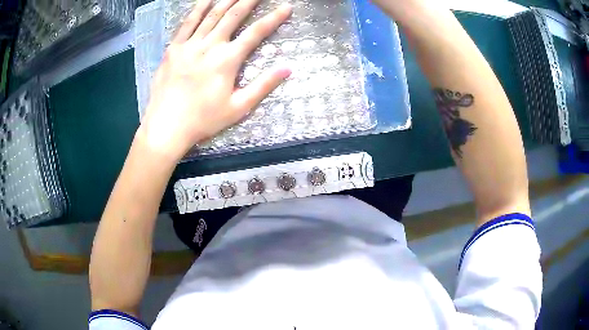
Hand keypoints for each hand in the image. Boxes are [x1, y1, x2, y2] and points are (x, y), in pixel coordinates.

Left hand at [137, 0, 291, 162]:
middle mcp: (209, 46)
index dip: (273, 18)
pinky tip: (205, 0)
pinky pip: (187, 23)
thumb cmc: (203, 120)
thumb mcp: (238, 108)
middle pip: (233, 16)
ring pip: (211, 15)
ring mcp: (189, 45)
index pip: (256, 33)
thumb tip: (288, 69)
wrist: (166, 127)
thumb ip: (263, 86)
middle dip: (249, 0)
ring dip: (226, 0)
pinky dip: (197, 9)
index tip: (286, 7)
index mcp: (227, 60)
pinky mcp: (173, 48)